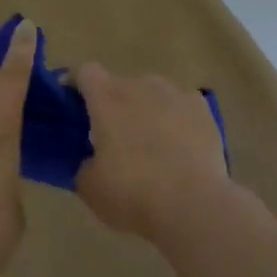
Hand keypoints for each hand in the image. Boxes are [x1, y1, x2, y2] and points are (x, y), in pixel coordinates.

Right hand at [75, 63, 230, 240]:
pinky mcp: (202, 108)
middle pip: (120, 84)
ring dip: (146, 110)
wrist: (193, 204)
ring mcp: (175, 93)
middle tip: (113, 138)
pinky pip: (181, 107)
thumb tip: (91, 160)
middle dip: (114, 104)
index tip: (73, 106)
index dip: (76, 85)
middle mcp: (140, 84)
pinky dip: (177, 120)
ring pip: (152, 93)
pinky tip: (181, 147)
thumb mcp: (90, 187)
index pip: (84, 72)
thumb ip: (84, 164)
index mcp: (106, 97)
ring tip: (151, 144)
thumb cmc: (132, 192)